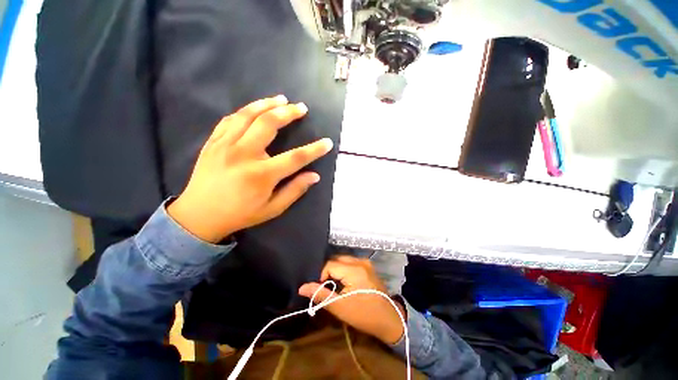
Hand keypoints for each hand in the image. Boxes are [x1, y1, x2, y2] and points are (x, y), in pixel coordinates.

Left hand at [167, 95, 332, 242]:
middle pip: (269, 124)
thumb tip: (314, 176)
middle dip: (289, 113)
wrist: (199, 215)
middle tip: (301, 108)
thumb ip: (294, 191)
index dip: (314, 149)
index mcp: (261, 175)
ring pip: (248, 115)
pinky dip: (245, 111)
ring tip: (281, 99)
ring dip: (267, 104)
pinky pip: (230, 119)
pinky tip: (255, 108)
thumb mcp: (272, 209)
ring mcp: (225, 145)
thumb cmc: (240, 214)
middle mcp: (244, 154)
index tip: (327, 142)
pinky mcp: (213, 142)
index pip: (296, 157)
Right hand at [299, 256, 405, 344]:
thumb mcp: (340, 307)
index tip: (322, 290)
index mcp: (354, 269)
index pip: (329, 264)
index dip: (321, 276)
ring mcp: (365, 262)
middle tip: (325, 286)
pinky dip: (343, 269)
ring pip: (343, 260)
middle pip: (337, 259)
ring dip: (335, 270)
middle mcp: (360, 261)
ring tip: (333, 284)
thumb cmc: (364, 315)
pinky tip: (343, 281)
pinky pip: (350, 263)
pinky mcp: (368, 266)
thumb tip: (302, 287)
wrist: (389, 319)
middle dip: (328, 271)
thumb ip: (321, 295)